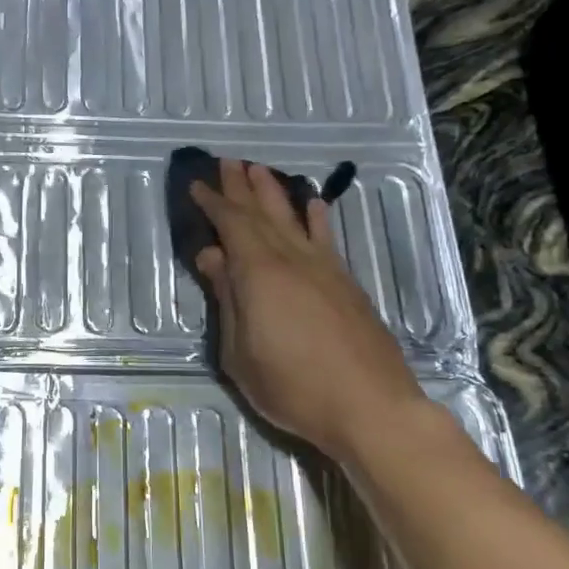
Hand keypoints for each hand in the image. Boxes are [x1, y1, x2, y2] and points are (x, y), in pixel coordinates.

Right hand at [190, 159, 428, 460]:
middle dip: (242, 186)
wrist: (370, 406)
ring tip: (260, 170)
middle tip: (228, 161)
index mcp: (259, 273)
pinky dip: (317, 218)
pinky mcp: (347, 284)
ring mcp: (324, 268)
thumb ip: (227, 300)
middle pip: (262, 213)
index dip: (213, 203)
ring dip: (275, 193)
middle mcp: (292, 259)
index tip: (198, 185)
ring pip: (294, 219)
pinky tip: (314, 204)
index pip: (231, 225)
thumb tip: (212, 257)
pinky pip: (326, 238)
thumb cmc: (293, 387)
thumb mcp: (240, 353)